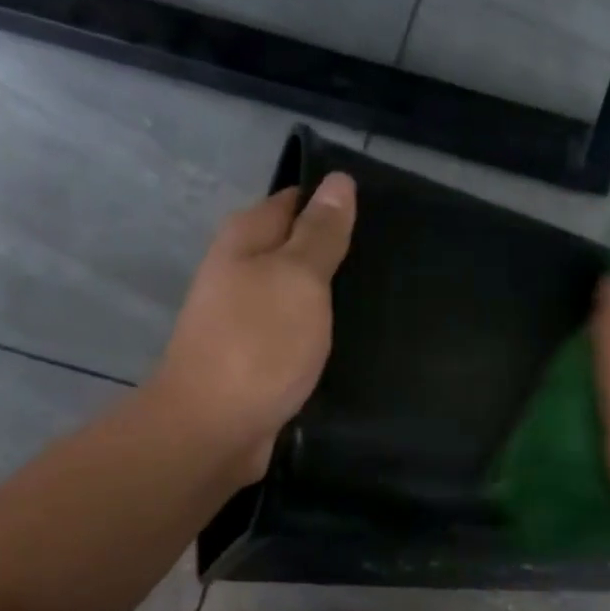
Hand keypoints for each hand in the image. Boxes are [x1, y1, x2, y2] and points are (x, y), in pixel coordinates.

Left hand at [146, 174, 356, 481]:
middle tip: (395, 263)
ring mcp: (247, 320)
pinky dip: (322, 336)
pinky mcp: (258, 360)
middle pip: (296, 250)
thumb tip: (338, 182)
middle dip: (339, 254)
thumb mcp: (298, 279)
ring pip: (299, 296)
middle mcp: (241, 273)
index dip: (335, 204)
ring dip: (333, 299)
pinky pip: (298, 335)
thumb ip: (320, 234)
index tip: (384, 217)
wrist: (214, 429)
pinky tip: (355, 343)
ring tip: (386, 301)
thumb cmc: (258, 344)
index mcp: (246, 240)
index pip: (296, 202)